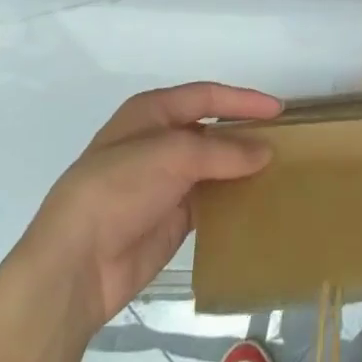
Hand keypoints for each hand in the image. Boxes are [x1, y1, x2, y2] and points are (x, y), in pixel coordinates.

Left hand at [16, 82, 281, 338]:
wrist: (75, 265)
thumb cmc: (117, 189)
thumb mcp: (171, 155)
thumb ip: (222, 151)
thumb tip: (265, 152)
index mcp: (152, 112)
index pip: (206, 97)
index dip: (243, 100)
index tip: (279, 110)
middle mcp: (159, 141)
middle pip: (211, 130)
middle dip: (245, 133)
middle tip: (286, 140)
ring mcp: (165, 182)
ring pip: (213, 167)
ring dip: (241, 168)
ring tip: (280, 170)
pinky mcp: (171, 219)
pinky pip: (210, 202)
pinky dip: (233, 200)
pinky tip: (258, 202)